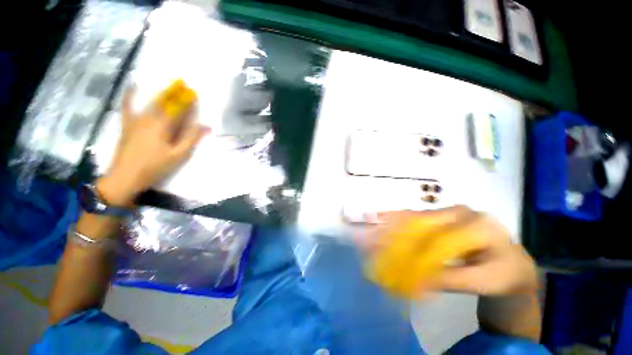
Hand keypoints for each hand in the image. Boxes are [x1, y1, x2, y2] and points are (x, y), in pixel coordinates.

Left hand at [97, 87, 209, 204]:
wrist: (125, 176)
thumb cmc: (155, 166)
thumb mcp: (178, 155)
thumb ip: (191, 139)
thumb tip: (205, 126)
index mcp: (163, 126)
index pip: (178, 109)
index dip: (187, 101)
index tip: (194, 92)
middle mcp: (148, 118)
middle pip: (164, 102)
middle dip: (174, 92)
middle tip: (182, 82)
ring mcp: (135, 120)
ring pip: (149, 102)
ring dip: (160, 92)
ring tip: (167, 84)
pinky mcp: (127, 124)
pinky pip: (127, 106)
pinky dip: (129, 95)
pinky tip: (132, 86)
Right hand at [359, 206, 537, 297]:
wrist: (513, 265)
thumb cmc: (502, 274)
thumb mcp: (482, 281)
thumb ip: (449, 280)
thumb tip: (415, 283)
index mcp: (475, 225)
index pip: (436, 239)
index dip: (410, 248)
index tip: (387, 253)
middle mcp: (459, 212)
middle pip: (419, 221)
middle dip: (391, 228)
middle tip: (368, 233)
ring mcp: (449, 213)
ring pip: (415, 218)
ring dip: (391, 224)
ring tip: (368, 225)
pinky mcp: (442, 218)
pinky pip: (417, 220)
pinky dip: (397, 222)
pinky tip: (380, 219)